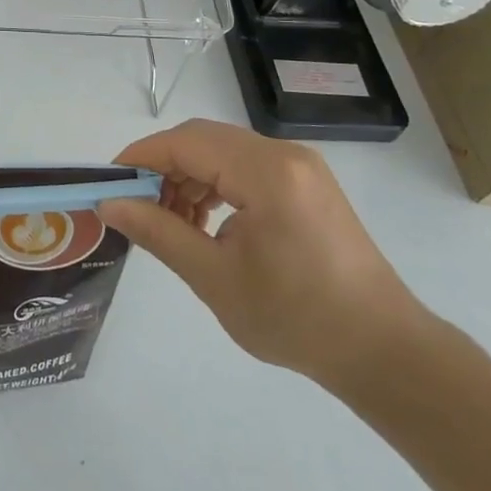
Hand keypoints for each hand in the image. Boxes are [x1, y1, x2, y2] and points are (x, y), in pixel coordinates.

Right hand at [99, 120, 426, 385]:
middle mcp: (284, 155)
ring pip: (222, 151)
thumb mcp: (214, 278)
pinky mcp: (307, 183)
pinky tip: (205, 222)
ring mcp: (300, 166)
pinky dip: (215, 184)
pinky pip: (245, 166)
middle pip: (202, 140)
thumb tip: (109, 204)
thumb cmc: (296, 318)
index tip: (107, 184)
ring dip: (188, 177)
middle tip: (136, 207)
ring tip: (170, 222)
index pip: (185, 143)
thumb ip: (158, 232)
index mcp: (265, 172)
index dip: (140, 158)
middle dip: (162, 168)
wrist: (384, 350)